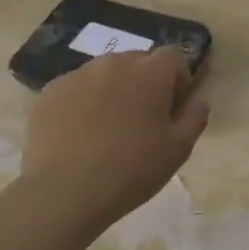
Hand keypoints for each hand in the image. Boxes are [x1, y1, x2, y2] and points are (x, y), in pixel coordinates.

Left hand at [18, 47, 210, 234]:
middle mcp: (114, 63)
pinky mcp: (50, 91)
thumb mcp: (178, 150)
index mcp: (150, 72)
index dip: (178, 79)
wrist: (63, 192)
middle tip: (141, 121)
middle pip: (138, 62)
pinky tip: (79, 135)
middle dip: (145, 83)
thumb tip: (198, 100)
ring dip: (113, 91)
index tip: (172, 109)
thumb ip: (195, 117)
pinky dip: (83, 103)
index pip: (173, 57)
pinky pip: (76, 88)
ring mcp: (78, 74)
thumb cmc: (130, 170)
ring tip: (107, 129)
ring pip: (105, 73)